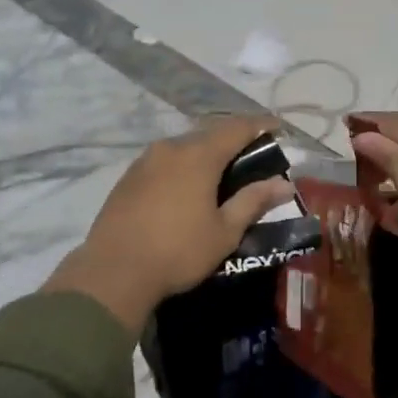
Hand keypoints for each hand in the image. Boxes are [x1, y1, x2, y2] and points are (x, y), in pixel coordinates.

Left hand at [44, 117, 295, 335]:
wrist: (114, 271)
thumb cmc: (178, 252)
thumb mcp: (224, 231)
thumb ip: (253, 202)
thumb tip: (284, 184)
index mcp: (198, 156)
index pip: (236, 128)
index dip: (260, 125)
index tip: (277, 128)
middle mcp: (170, 148)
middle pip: (208, 134)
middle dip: (232, 141)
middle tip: (251, 156)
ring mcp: (145, 161)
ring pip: (183, 147)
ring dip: (204, 154)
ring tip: (219, 174)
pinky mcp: (127, 177)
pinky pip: (163, 161)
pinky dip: (181, 167)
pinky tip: (185, 188)